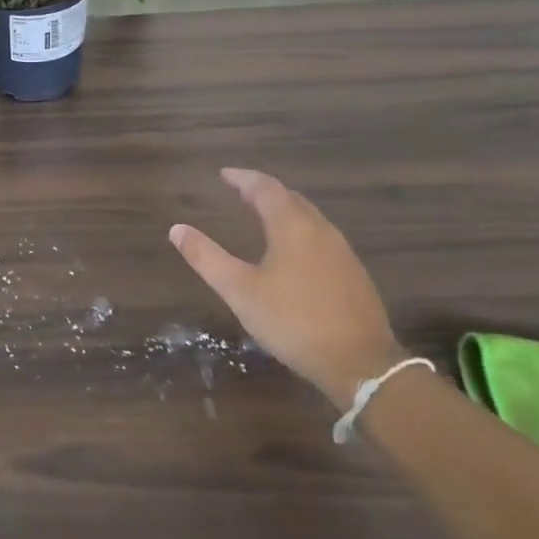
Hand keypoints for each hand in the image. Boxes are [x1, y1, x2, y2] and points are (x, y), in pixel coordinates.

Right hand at [169, 168, 403, 406]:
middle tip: (240, 192)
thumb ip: (207, 258)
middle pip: (290, 198)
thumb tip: (176, 229)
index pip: (265, 187)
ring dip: (284, 210)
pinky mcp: (354, 274)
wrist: (361, 363)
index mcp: (292, 226)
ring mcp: (342, 252)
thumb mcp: (240, 291)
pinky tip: (294, 253)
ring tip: (262, 217)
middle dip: (263, 191)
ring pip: (309, 218)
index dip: (242, 178)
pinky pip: (321, 238)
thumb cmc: (294, 321)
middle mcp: (320, 230)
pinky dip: (300, 231)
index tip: (223, 174)